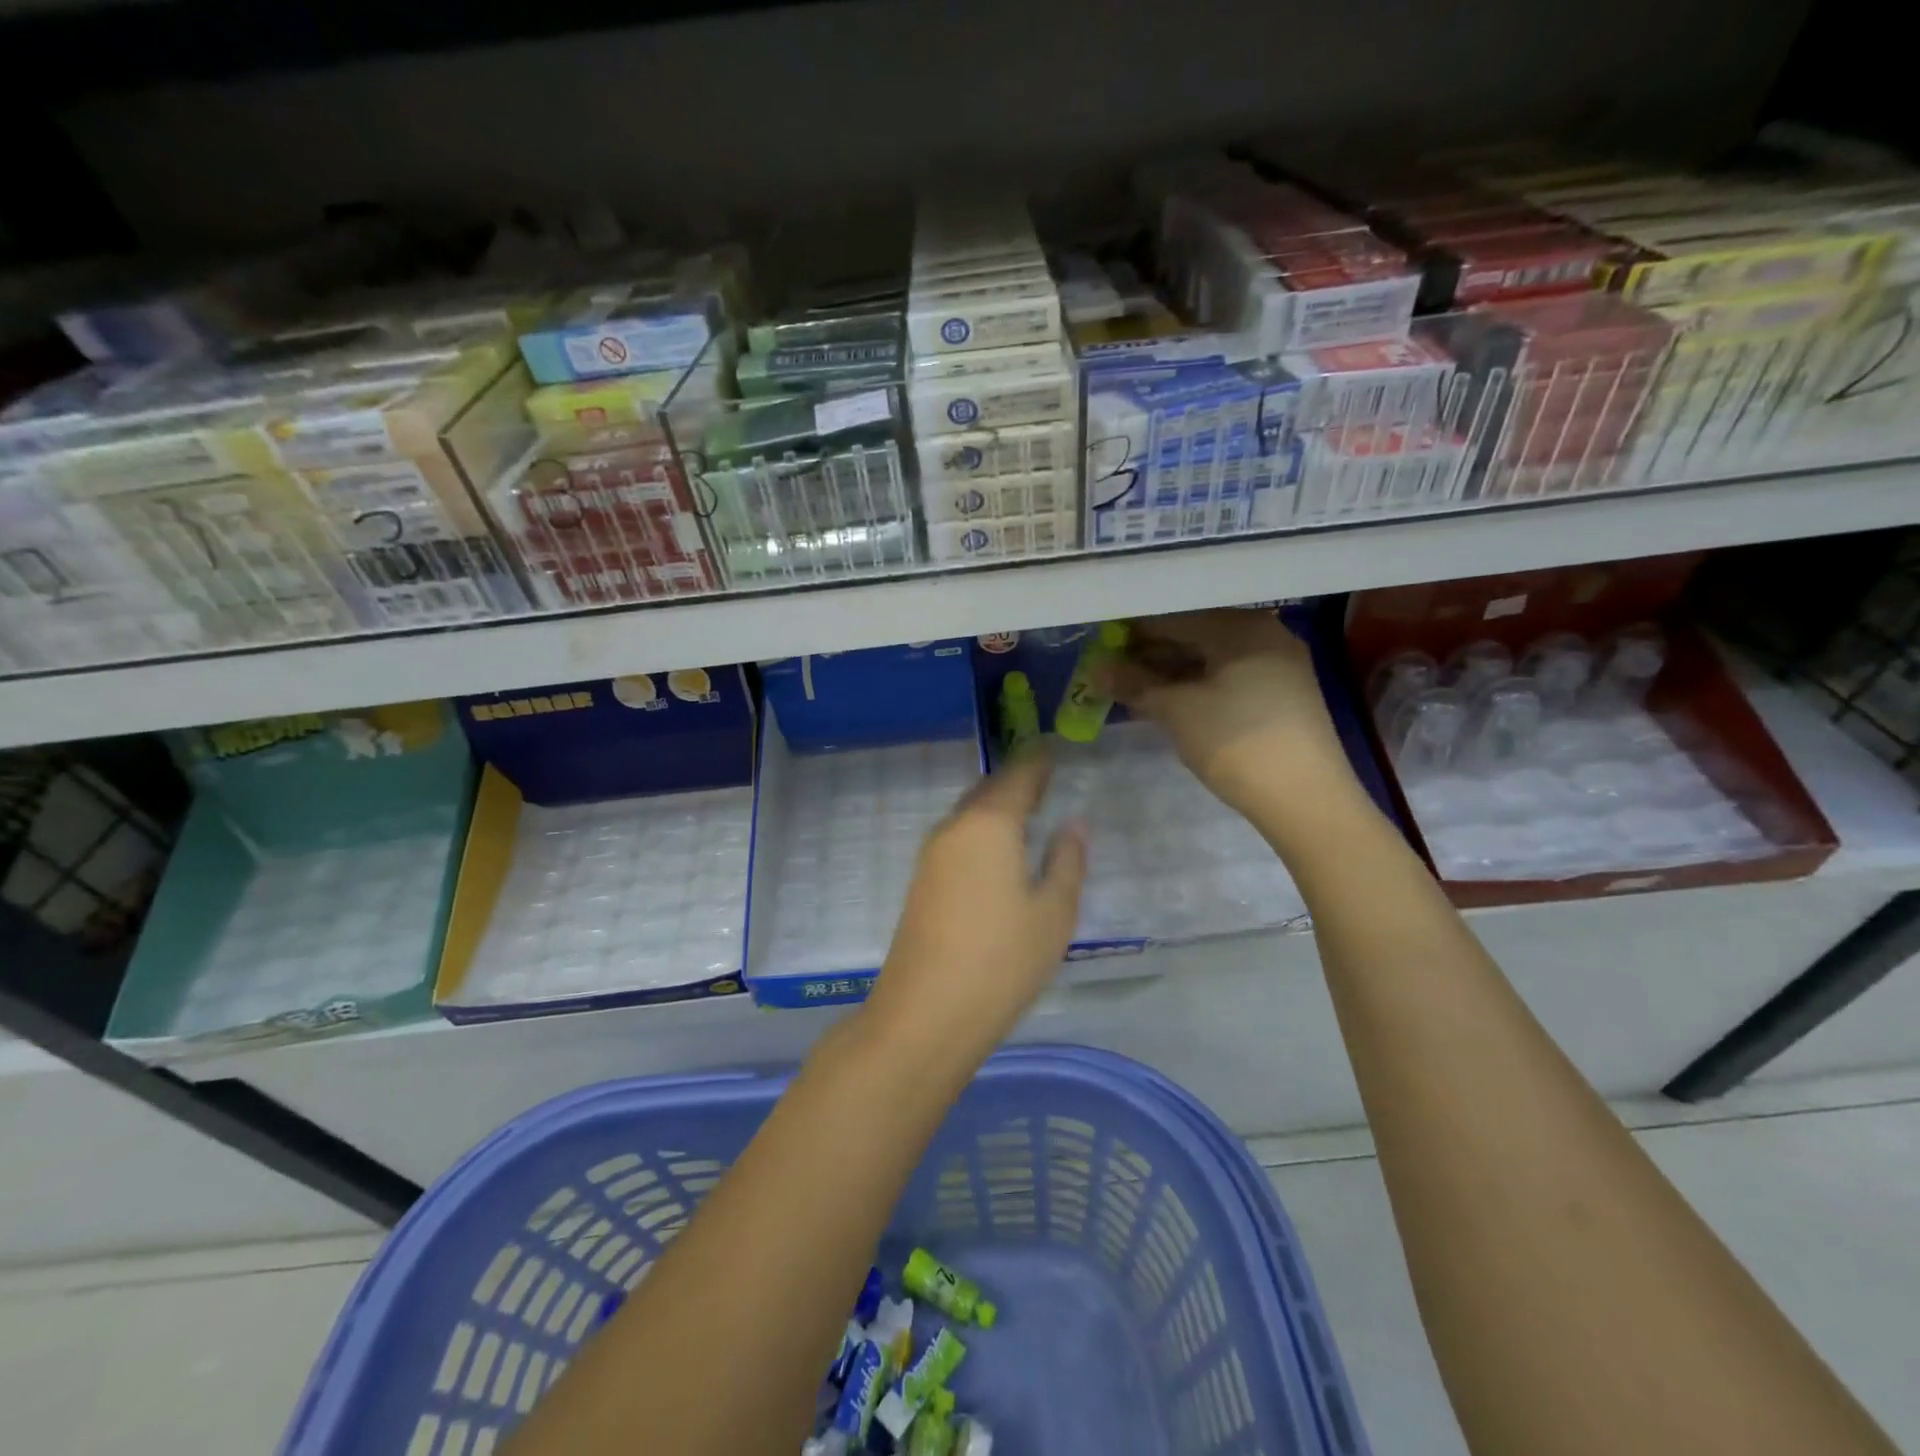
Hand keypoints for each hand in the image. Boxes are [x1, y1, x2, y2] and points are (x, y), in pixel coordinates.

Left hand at [866, 749, 1085, 1058]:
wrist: (925, 1013)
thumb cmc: (1002, 960)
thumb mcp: (1053, 913)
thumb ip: (1066, 861)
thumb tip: (1072, 823)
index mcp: (990, 824)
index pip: (1019, 777)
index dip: (1039, 761)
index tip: (1056, 749)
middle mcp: (955, 828)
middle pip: (988, 791)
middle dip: (1016, 781)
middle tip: (1045, 778)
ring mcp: (931, 855)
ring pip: (969, 814)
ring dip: (996, 807)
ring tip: (1027, 812)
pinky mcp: (922, 881)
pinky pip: (958, 838)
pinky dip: (982, 831)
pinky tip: (997, 851)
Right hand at [1111, 609, 1354, 816]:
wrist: (1306, 798)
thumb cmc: (1236, 741)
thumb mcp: (1177, 711)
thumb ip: (1135, 684)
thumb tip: (1097, 670)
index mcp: (1241, 627)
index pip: (1174, 618)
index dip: (1133, 633)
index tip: (1101, 648)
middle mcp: (1264, 635)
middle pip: (1195, 635)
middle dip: (1151, 654)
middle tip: (1112, 672)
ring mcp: (1277, 665)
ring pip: (1211, 659)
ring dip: (1171, 673)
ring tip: (1132, 690)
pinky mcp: (1282, 695)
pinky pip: (1227, 678)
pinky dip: (1196, 686)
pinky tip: (1169, 702)